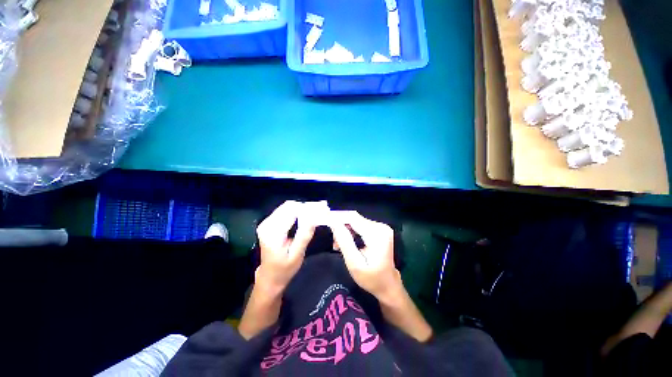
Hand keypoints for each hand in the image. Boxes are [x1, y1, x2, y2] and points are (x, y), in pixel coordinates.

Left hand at [255, 201, 318, 292]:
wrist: (269, 276)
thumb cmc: (284, 269)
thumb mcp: (297, 255)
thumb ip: (304, 236)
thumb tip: (314, 218)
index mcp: (273, 233)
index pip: (292, 212)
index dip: (308, 208)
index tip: (323, 208)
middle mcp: (267, 224)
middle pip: (289, 206)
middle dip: (307, 206)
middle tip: (322, 208)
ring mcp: (267, 222)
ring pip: (288, 206)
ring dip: (303, 207)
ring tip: (318, 210)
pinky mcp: (269, 222)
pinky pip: (285, 210)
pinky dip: (298, 210)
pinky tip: (308, 214)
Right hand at [327, 211, 401, 300]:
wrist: (388, 285)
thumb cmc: (371, 278)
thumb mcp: (354, 263)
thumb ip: (344, 241)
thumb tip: (333, 222)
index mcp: (377, 234)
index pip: (353, 218)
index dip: (337, 217)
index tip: (324, 220)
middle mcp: (380, 226)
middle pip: (354, 218)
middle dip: (340, 226)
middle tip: (333, 241)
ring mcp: (381, 227)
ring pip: (356, 221)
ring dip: (344, 229)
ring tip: (338, 244)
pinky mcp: (379, 229)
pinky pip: (361, 225)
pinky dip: (351, 231)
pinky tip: (346, 242)